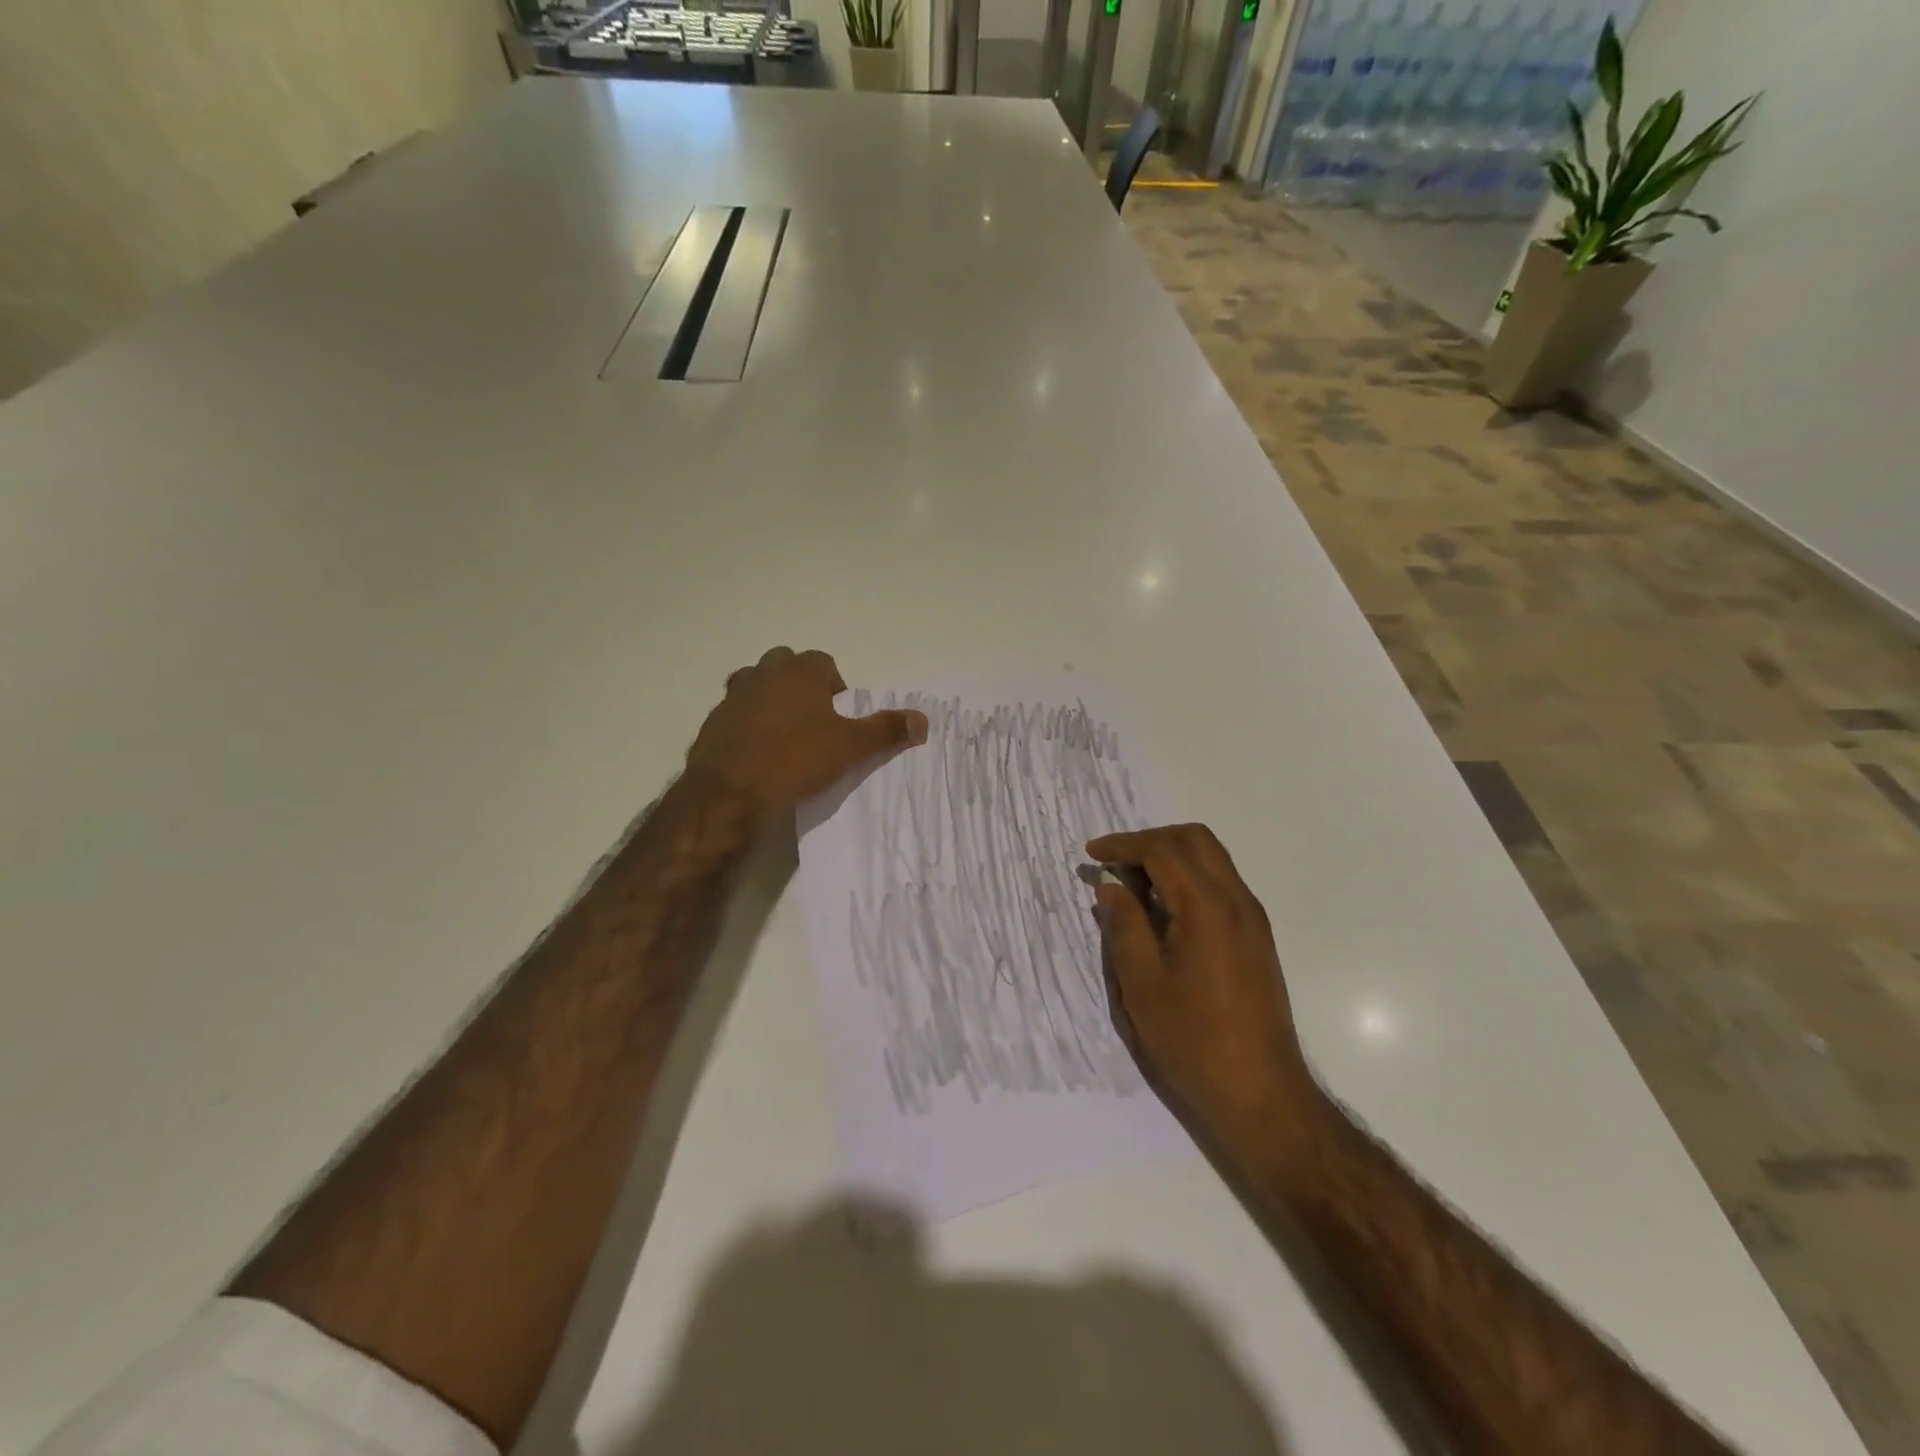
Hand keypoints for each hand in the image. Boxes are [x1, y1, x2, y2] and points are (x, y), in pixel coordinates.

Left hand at [686, 647, 927, 812]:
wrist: (728, 791)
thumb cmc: (794, 760)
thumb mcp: (850, 748)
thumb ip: (886, 731)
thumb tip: (923, 720)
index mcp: (799, 672)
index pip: (823, 663)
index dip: (835, 687)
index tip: (839, 716)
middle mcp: (763, 673)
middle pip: (787, 667)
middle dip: (801, 686)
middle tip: (813, 722)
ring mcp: (733, 696)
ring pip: (758, 686)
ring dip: (772, 702)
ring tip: (785, 736)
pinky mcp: (713, 722)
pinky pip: (737, 714)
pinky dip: (748, 725)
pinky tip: (758, 754)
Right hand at [1087, 824, 1315, 1147]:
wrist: (1263, 1096)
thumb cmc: (1193, 1042)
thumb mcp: (1142, 985)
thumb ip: (1124, 925)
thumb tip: (1111, 885)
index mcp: (1208, 907)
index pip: (1163, 850)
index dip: (1123, 845)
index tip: (1091, 855)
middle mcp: (1237, 902)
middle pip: (1195, 840)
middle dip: (1150, 841)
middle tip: (1114, 863)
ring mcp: (1252, 920)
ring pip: (1211, 859)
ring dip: (1170, 857)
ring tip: (1132, 885)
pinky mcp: (1256, 939)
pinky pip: (1220, 885)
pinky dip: (1187, 879)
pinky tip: (1161, 910)